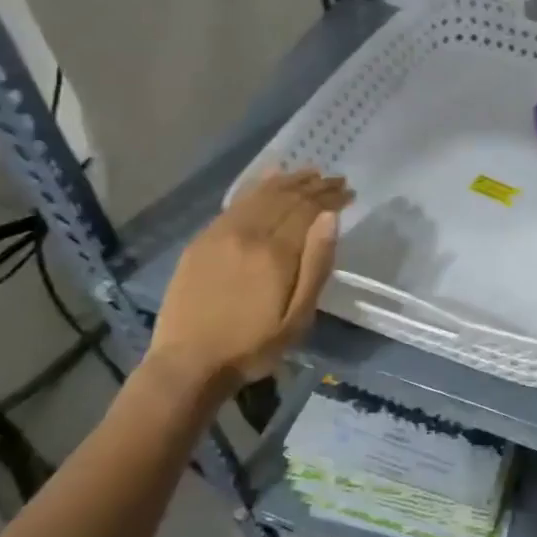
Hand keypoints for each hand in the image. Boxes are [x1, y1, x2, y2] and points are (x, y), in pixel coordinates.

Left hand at [147, 169, 351, 389]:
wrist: (188, 364)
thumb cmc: (252, 347)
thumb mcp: (298, 317)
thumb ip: (316, 265)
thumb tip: (330, 218)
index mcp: (275, 252)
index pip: (308, 210)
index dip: (330, 197)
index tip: (349, 192)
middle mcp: (248, 233)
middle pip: (286, 197)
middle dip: (314, 185)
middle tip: (336, 180)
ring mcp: (221, 233)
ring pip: (261, 194)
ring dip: (289, 181)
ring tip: (310, 173)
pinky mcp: (203, 239)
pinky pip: (236, 202)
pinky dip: (257, 185)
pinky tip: (270, 176)